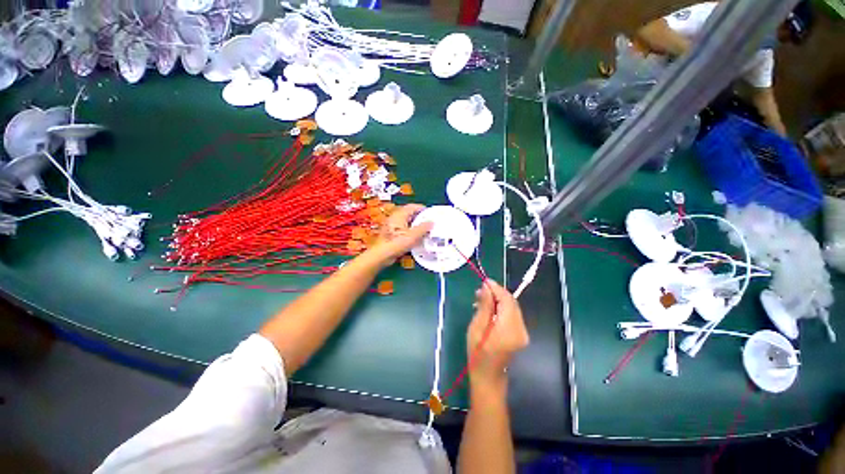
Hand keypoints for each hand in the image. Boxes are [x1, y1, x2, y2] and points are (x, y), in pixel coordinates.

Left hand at [371, 204, 432, 264]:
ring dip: (415, 225)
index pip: (413, 207)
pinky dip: (410, 230)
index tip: (431, 214)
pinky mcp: (390, 234)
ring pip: (406, 222)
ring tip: (424, 230)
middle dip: (419, 217)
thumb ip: (423, 228)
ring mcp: (391, 225)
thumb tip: (431, 222)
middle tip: (429, 222)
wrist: (382, 254)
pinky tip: (415, 237)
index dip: (422, 209)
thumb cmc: (397, 243)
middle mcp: (395, 217)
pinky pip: (403, 229)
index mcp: (400, 214)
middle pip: (409, 213)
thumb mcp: (414, 235)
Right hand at [467, 280, 528, 389]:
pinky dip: (501, 308)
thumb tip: (487, 287)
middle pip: (512, 302)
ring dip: (498, 300)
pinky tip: (489, 308)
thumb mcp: (477, 328)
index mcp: (509, 328)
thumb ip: (484, 306)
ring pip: (512, 307)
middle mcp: (520, 329)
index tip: (484, 281)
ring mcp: (523, 332)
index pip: (507, 300)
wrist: (488, 376)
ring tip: (481, 299)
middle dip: (497, 293)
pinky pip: (512, 314)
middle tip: (480, 290)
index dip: (496, 288)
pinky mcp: (521, 334)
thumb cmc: (477, 353)